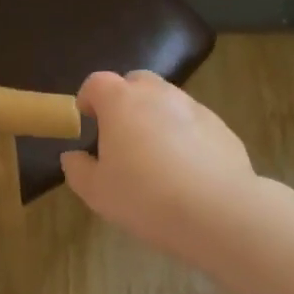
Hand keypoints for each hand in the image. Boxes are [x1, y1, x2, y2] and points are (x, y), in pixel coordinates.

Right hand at [60, 70, 255, 258]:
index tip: (86, 119)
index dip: (88, 98)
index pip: (97, 83)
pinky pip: (193, 123)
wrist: (218, 211)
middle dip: (125, 100)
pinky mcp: (220, 126)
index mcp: (121, 102)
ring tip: (156, 156)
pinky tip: (186, 170)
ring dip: (156, 117)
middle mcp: (157, 94)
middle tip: (121, 134)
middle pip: (135, 82)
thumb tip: (73, 156)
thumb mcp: (97, 192)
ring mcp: (193, 107)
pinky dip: (185, 136)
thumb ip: (78, 169)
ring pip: (167, 101)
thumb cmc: (145, 197)